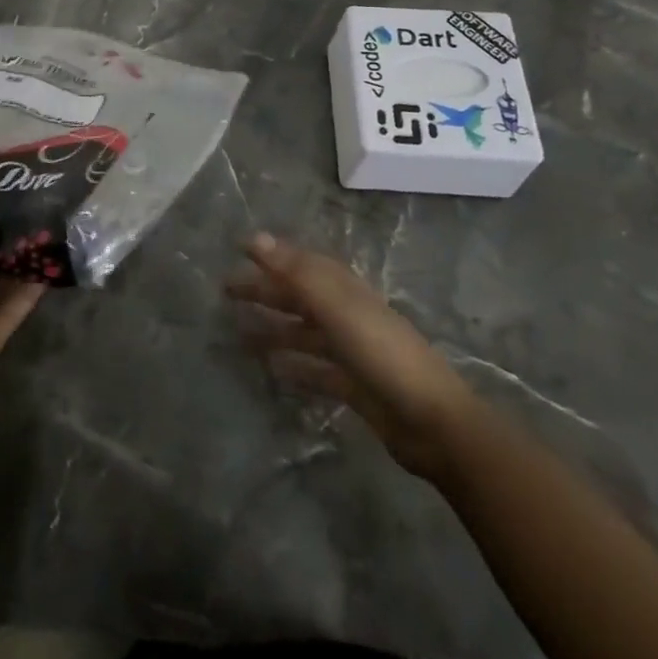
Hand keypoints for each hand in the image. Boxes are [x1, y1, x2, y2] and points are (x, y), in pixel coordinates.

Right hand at [226, 232, 478, 477]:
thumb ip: (295, 273)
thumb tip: (254, 237)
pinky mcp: (353, 386)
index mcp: (344, 290)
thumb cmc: (381, 353)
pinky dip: (293, 366)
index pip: (302, 263)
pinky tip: (272, 371)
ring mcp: (351, 351)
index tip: (239, 248)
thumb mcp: (336, 307)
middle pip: (299, 296)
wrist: (432, 421)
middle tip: (226, 291)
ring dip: (273, 329)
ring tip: (237, 334)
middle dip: (265, 290)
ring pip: (303, 333)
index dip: (272, 254)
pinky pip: (314, 370)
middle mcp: (346, 314)